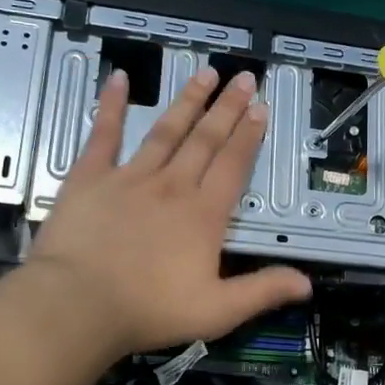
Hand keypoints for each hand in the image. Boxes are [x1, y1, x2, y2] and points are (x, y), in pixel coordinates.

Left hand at [27, 65, 311, 357]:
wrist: (78, 305)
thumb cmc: (148, 310)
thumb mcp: (217, 311)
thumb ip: (262, 291)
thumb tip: (307, 283)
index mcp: (203, 215)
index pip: (232, 166)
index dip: (248, 136)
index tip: (259, 109)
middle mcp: (171, 186)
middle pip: (205, 140)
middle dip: (227, 108)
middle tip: (243, 77)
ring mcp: (129, 177)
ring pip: (165, 131)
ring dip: (187, 101)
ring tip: (205, 73)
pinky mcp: (90, 177)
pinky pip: (103, 134)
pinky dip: (110, 105)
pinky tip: (119, 78)